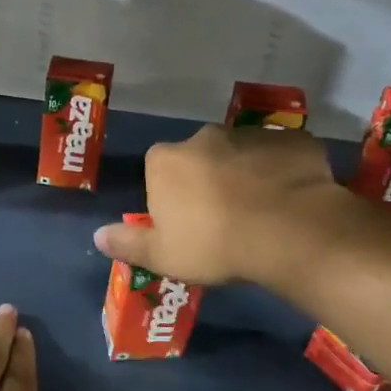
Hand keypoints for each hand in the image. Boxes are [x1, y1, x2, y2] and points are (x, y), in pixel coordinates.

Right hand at [93, 123, 347, 286]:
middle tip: (223, 216)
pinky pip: (282, 155)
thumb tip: (97, 235)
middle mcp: (204, 136)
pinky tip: (292, 199)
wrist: (289, 232)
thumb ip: (127, 243)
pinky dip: (284, 171)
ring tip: (261, 210)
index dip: (169, 193)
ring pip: (241, 153)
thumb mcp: (162, 256)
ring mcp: (251, 134)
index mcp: (166, 160)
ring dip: (246, 173)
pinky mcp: (292, 140)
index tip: (183, 220)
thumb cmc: (214, 244)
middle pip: (199, 156)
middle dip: (208, 178)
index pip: (158, 168)